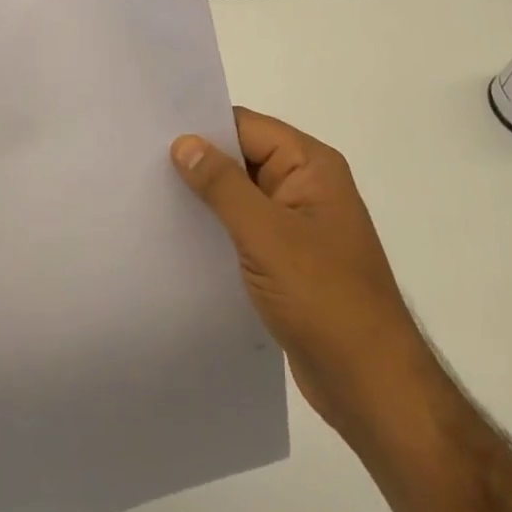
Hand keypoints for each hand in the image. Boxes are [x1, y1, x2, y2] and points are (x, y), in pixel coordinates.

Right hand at [171, 109, 427, 437]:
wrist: (370, 385)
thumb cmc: (323, 297)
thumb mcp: (266, 235)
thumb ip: (223, 185)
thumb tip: (184, 142)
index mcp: (311, 166)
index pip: (247, 127)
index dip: (203, 126)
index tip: (153, 131)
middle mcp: (305, 186)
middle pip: (242, 157)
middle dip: (198, 162)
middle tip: (140, 162)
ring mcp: (297, 224)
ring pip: (240, 195)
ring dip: (204, 198)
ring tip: (150, 196)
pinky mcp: (287, 259)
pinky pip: (244, 229)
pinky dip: (216, 229)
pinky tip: (178, 236)